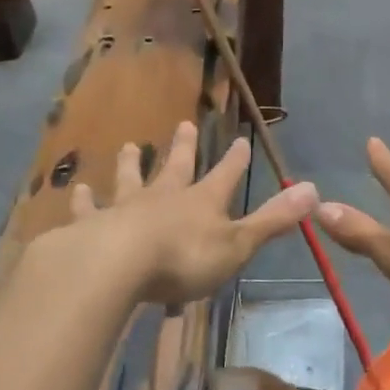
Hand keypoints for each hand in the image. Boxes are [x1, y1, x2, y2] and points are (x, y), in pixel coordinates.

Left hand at [68, 120, 316, 305]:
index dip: (235, 159)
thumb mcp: (237, 244)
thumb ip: (273, 219)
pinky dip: (82, 200)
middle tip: (184, 124)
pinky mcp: (91, 226)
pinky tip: (75, 190)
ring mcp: (125, 208)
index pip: (225, 174)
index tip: (240, 139)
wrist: (116, 265)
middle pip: (176, 167)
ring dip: (131, 164)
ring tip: (129, 146)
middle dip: (183, 147)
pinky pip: (87, 209)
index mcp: (201, 202)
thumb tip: (314, 189)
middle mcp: (163, 196)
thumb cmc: (182, 259)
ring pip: (130, 179)